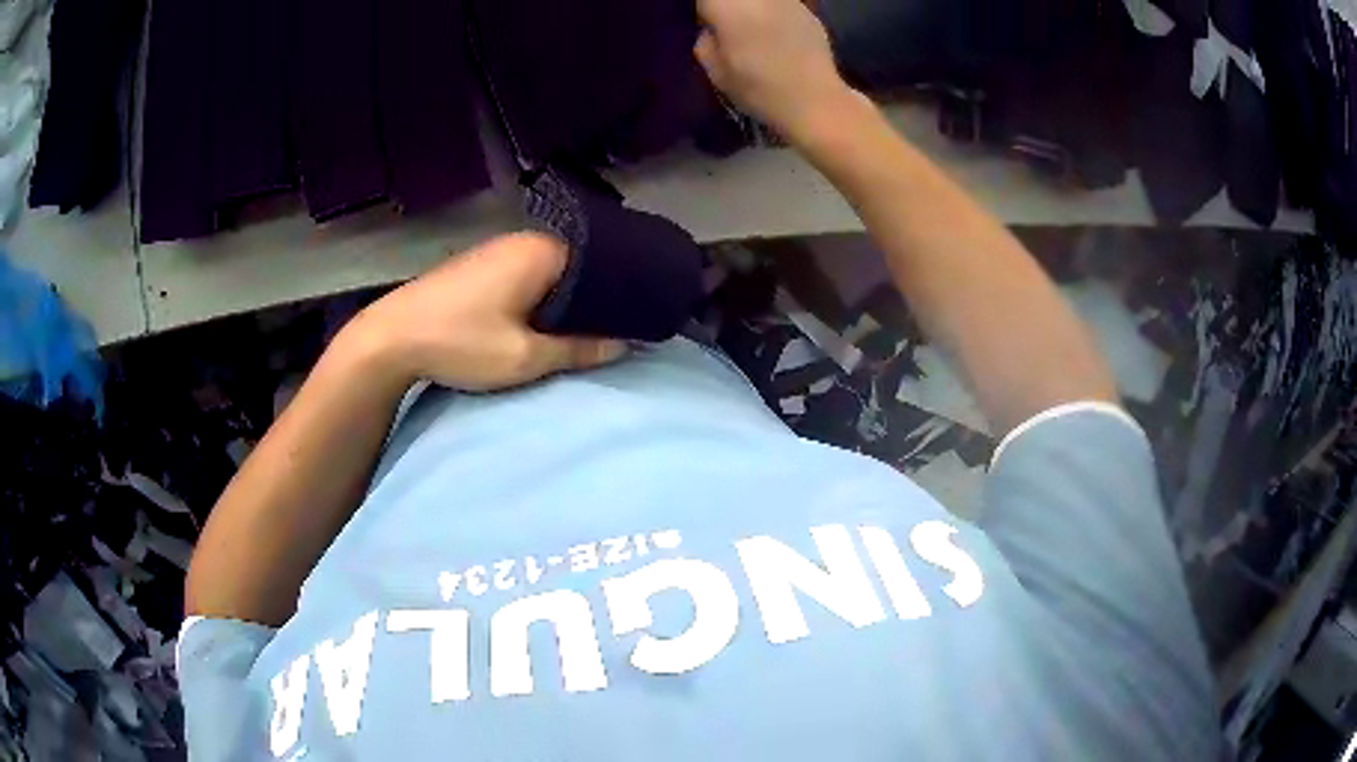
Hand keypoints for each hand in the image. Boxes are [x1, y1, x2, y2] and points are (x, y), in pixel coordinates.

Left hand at [345, 232, 625, 391]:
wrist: (390, 337)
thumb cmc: (460, 342)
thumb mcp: (524, 357)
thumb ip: (579, 350)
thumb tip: (625, 344)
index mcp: (543, 252)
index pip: (602, 264)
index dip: (623, 292)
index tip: (643, 317)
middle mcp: (524, 241)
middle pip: (577, 266)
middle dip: (596, 296)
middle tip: (621, 327)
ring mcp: (499, 250)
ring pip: (551, 271)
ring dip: (567, 297)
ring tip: (590, 326)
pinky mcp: (480, 264)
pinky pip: (528, 274)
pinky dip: (543, 295)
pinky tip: (547, 318)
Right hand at [694, 0, 854, 142]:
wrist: (813, 99)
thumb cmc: (758, 88)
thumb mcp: (716, 72)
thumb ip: (706, 43)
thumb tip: (711, 31)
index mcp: (727, 6)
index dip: (705, 12)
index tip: (706, 26)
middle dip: (729, 9)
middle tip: (729, 31)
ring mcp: (786, 0)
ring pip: (759, 1)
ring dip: (754, 10)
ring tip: (756, 32)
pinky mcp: (808, 11)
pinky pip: (782, 7)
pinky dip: (776, 16)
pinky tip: (780, 38)